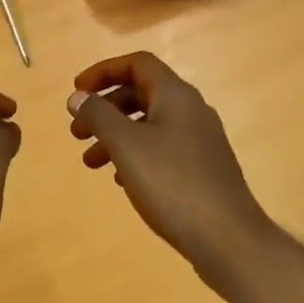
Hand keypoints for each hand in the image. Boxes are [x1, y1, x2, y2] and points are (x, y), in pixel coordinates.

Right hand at [66, 52, 276, 288]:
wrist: (227, 238)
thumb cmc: (172, 184)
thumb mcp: (127, 146)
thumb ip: (99, 116)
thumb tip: (78, 96)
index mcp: (176, 96)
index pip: (137, 64)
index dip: (103, 72)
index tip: (76, 93)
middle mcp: (192, 111)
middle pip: (142, 93)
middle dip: (105, 108)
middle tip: (77, 133)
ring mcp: (200, 141)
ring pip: (149, 125)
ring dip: (116, 136)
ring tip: (90, 162)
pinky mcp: (202, 169)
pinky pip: (161, 149)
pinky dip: (135, 155)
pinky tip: (120, 180)